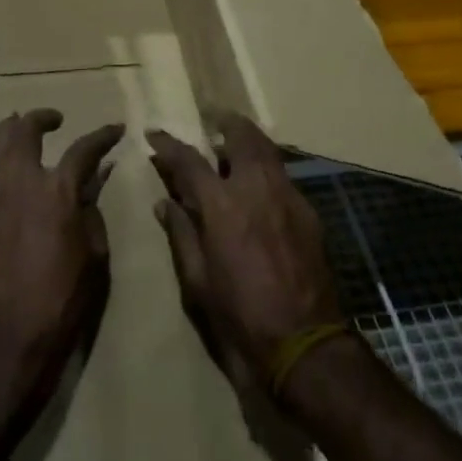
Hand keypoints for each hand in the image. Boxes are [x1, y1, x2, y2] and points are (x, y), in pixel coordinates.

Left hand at [0, 110, 123, 423]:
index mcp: (59, 192)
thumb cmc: (66, 298)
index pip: (84, 150)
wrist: (14, 338)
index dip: (103, 136)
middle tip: (53, 119)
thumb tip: (94, 181)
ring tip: (14, 127)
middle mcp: (22, 185)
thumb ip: (92, 211)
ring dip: (6, 135)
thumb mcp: (95, 254)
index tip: (116, 129)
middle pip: (25, 134)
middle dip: (40, 119)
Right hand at [149, 115, 344, 401]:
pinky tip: (260, 183)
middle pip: (240, 136)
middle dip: (224, 122)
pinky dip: (267, 168)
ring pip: (267, 150)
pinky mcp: (308, 211)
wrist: (304, 341)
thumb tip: (164, 202)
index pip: (188, 160)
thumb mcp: (198, 281)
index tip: (153, 134)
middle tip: (212, 119)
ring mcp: (287, 195)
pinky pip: (283, 175)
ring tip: (235, 143)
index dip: (167, 144)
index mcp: (221, 205)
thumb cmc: (240, 315)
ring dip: (248, 140)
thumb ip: (181, 234)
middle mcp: (255, 188)